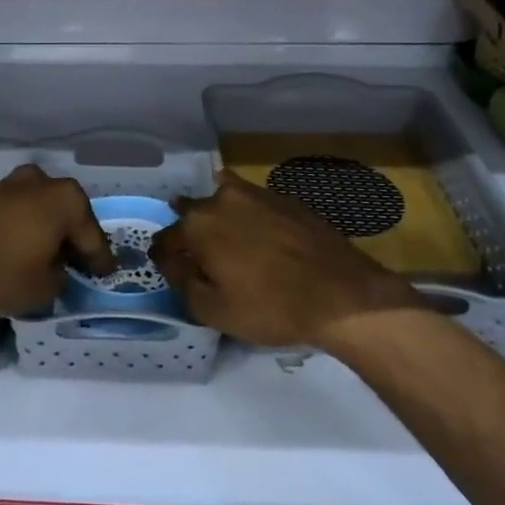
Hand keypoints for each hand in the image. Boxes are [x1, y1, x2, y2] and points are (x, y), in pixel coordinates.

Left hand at [0, 165, 113, 318]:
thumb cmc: (0, 272)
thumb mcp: (44, 288)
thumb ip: (61, 277)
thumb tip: (55, 270)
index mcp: (66, 198)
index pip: (92, 236)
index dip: (100, 260)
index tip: (106, 275)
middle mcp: (42, 182)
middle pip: (67, 217)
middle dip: (73, 240)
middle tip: (80, 266)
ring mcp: (11, 185)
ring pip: (41, 212)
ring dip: (47, 233)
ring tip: (49, 261)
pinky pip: (19, 214)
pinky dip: (26, 231)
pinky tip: (24, 251)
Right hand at [151, 171, 419, 348]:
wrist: (341, 293)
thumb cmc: (270, 307)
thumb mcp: (213, 310)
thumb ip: (182, 282)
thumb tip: (171, 262)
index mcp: (198, 224)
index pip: (165, 239)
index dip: (164, 257)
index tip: (169, 270)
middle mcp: (222, 198)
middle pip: (192, 213)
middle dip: (190, 233)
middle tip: (201, 259)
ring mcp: (256, 194)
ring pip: (224, 201)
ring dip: (219, 219)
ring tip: (229, 245)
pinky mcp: (285, 198)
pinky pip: (253, 204)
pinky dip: (248, 217)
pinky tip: (260, 239)